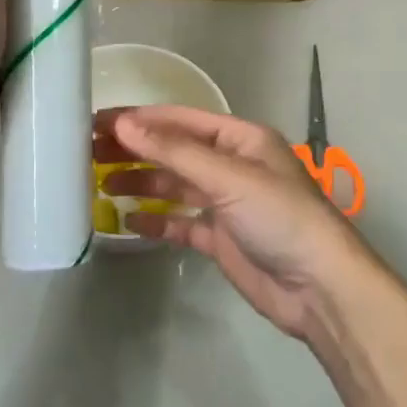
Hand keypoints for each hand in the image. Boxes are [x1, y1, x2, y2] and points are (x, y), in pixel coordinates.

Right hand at [94, 105, 382, 341]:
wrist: (319, 287)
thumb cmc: (279, 217)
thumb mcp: (228, 177)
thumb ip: (174, 151)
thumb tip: (124, 124)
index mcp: (240, 139)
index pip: (180, 120)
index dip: (139, 119)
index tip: (97, 123)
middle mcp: (231, 165)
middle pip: (174, 151)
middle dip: (135, 150)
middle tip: (88, 153)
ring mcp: (225, 203)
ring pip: (173, 186)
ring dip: (140, 184)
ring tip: (100, 184)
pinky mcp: (220, 238)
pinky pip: (180, 223)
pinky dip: (156, 222)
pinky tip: (128, 222)